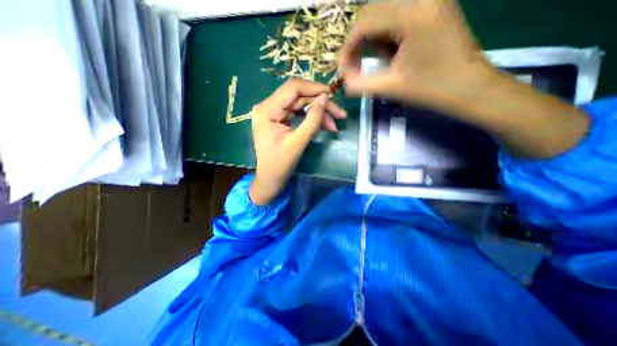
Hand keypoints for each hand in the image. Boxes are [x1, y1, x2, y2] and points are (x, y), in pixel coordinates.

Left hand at [249, 79, 345, 204]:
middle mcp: (268, 107)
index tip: (332, 94)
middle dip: (320, 105)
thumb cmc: (280, 164)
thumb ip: (312, 119)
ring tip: (333, 125)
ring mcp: (274, 113)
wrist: (271, 179)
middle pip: (298, 97)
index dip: (314, 88)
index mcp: (267, 110)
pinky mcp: (279, 120)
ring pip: (301, 105)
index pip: (292, 88)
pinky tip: (324, 125)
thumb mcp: (298, 142)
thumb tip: (324, 98)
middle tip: (339, 114)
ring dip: (318, 113)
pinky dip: (312, 119)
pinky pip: (298, 114)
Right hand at [340, 1, 590, 157]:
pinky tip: (390, 53)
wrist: (469, 87)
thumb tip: (342, 79)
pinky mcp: (434, 6)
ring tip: (376, 62)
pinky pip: (398, 15)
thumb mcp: (390, 87)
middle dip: (358, 42)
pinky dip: (386, 34)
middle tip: (356, 67)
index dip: (347, 48)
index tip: (344, 69)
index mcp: (411, 14)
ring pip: (383, 13)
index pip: (363, 22)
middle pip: (371, 13)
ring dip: (371, 39)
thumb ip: (359, 84)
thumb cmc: (431, 89)